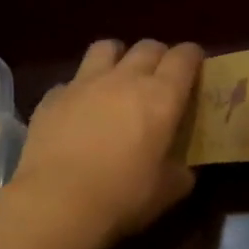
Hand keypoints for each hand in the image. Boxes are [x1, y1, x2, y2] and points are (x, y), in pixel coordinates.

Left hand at [9, 39, 202, 247]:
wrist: (57, 201)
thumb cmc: (122, 196)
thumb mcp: (166, 191)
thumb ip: (179, 172)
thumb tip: (183, 169)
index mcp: (161, 97)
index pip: (184, 57)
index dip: (192, 57)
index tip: (195, 66)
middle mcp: (124, 78)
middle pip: (148, 47)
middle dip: (158, 56)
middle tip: (159, 77)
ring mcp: (85, 83)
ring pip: (106, 47)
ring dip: (117, 57)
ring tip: (117, 78)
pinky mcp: (52, 96)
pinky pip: (71, 81)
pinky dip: (78, 91)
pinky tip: (77, 111)